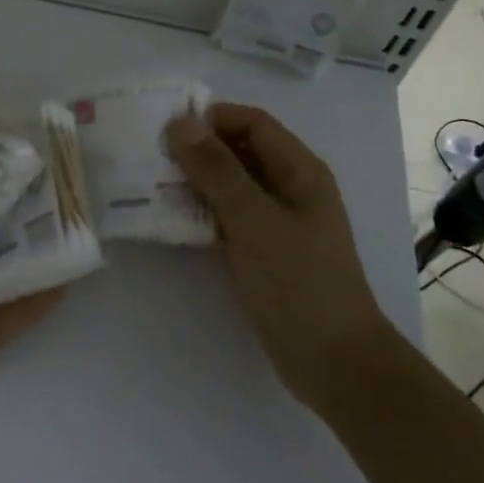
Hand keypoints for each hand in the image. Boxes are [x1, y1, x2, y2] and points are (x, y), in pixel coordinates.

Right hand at [167, 104, 393, 411]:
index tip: (165, 127)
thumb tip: (180, 123)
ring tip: (149, 182)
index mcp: (299, 170)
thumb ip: (216, 170)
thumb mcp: (254, 220)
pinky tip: (169, 217)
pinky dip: (200, 211)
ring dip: (194, 180)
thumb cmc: (299, 283)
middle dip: (197, 149)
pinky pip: (227, 217)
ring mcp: (276, 221)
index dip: (212, 118)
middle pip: (239, 151)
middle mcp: (289, 188)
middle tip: (149, 154)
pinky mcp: (262, 251)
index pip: (252, 123)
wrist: (334, 363)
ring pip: (230, 185)